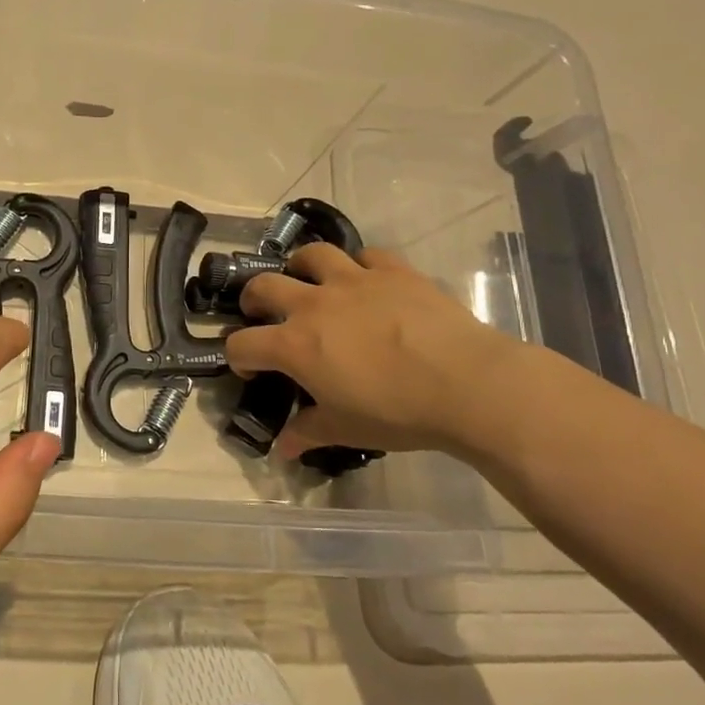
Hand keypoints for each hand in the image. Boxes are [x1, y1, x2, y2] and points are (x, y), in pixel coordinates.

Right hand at [225, 243, 527, 458]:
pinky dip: (359, 265)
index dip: (238, 357)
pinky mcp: (393, 271)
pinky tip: (366, 280)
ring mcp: (354, 281)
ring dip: (300, 266)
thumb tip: (283, 448)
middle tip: (263, 313)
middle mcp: (314, 304)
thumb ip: (308, 432)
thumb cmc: (397, 412)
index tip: (253, 370)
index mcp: (294, 345)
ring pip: (312, 255)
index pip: (242, 344)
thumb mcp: (346, 430)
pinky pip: (367, 255)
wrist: (466, 384)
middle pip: (263, 286)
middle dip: (253, 299)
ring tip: (307, 280)